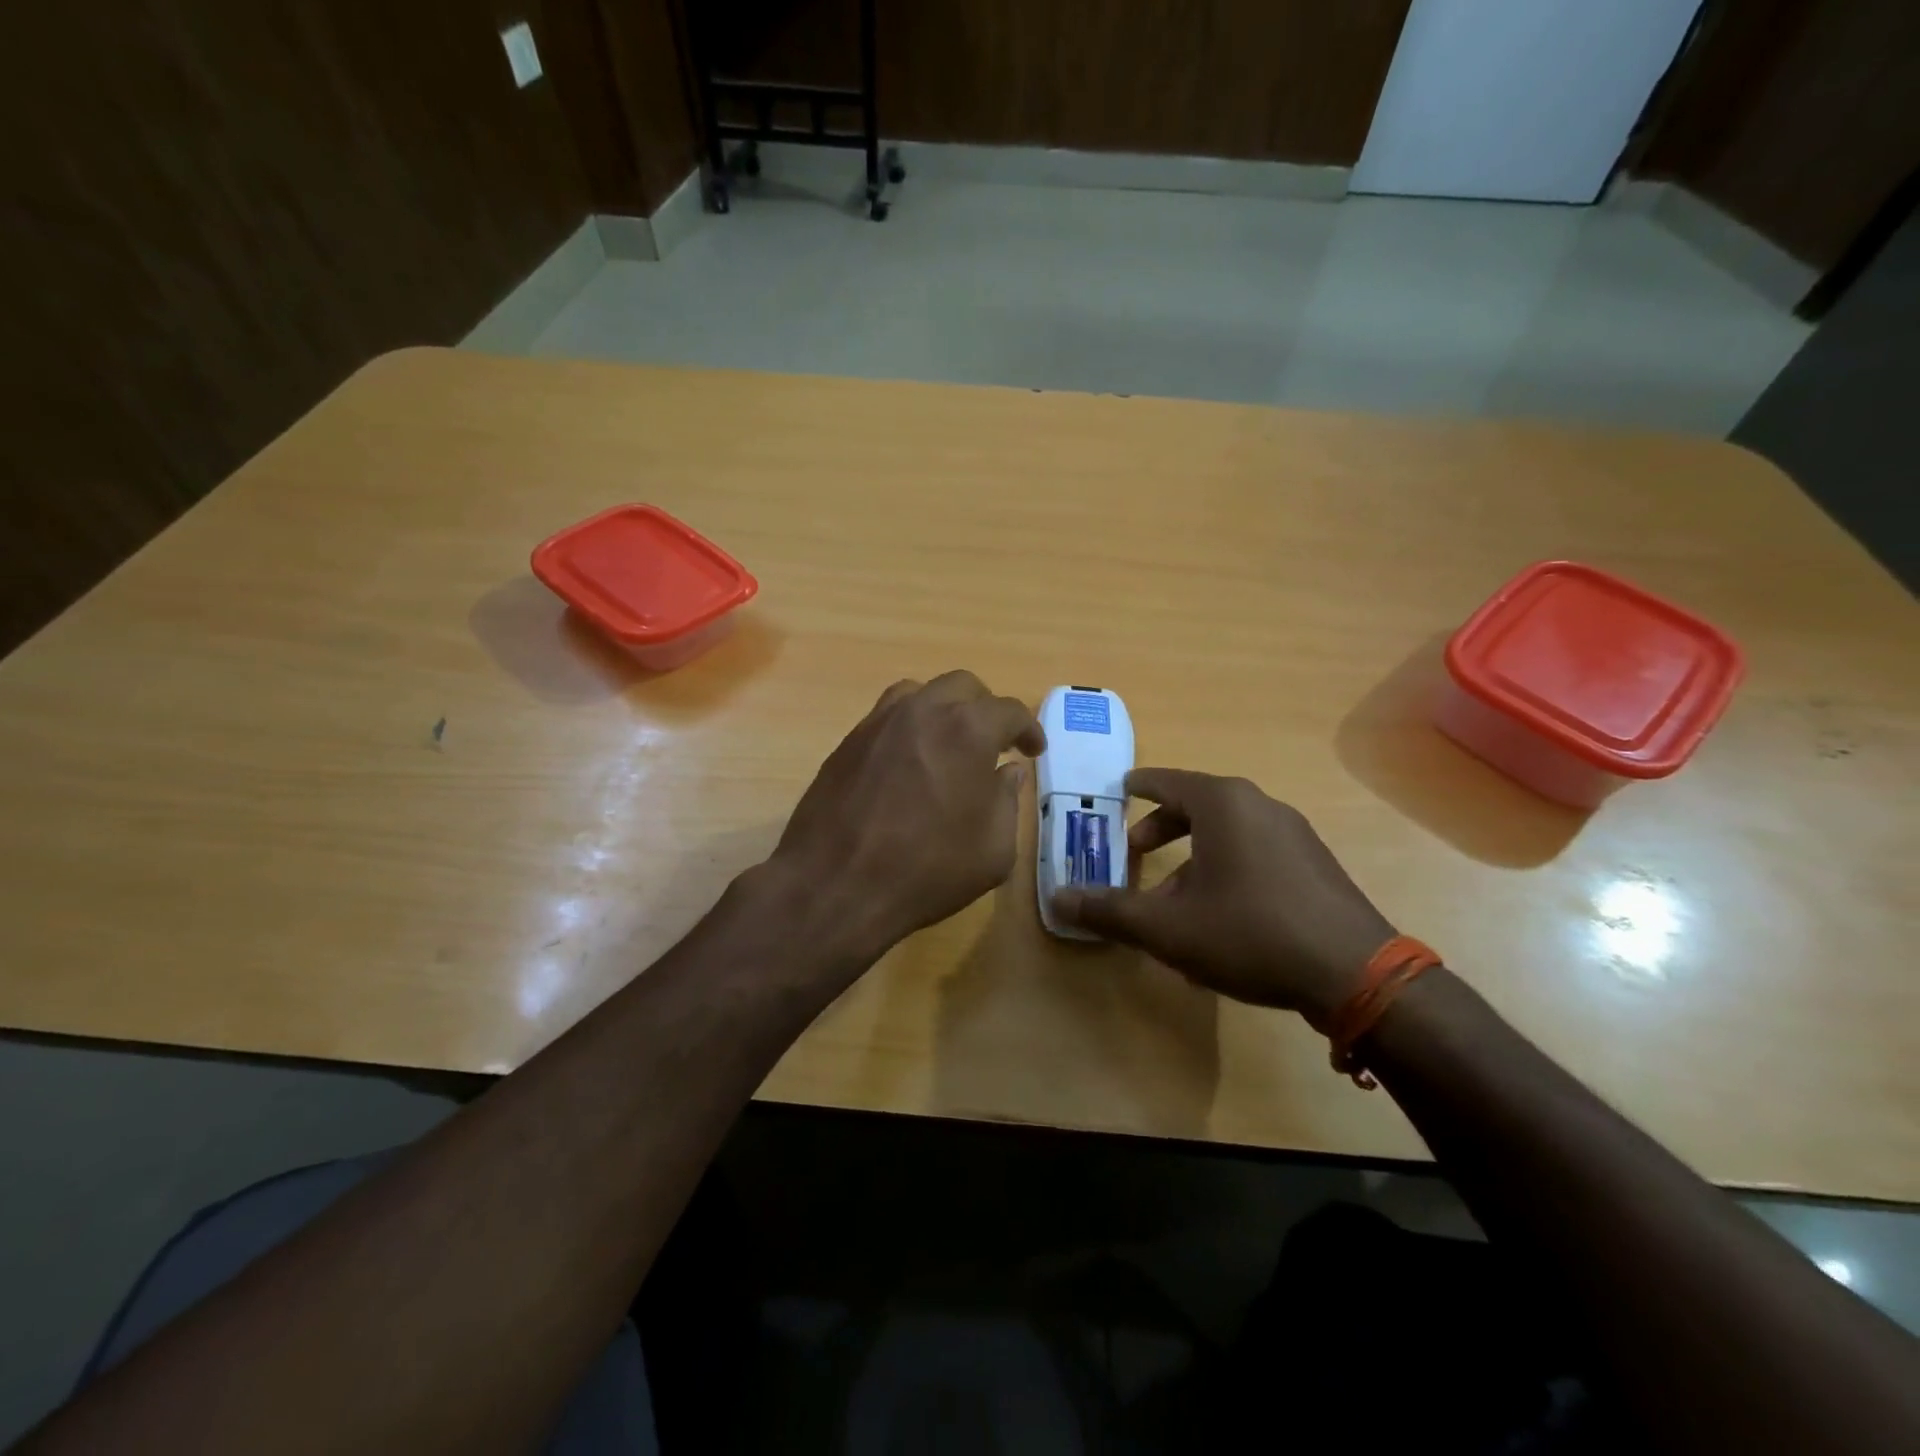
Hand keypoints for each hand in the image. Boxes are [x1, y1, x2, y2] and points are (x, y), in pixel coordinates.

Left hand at [768, 671, 1045, 962]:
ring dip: (944, 709)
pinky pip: (887, 716)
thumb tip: (1008, 772)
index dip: (1029, 729)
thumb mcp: (993, 849)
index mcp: (968, 730)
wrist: (836, 885)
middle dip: (986, 709)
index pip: (1010, 711)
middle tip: (995, 743)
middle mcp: (923, 711)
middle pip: (964, 687)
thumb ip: (1007, 801)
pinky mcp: (849, 741)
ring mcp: (880, 722)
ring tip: (949, 743)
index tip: (1034, 750)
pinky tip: (910, 761)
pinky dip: (909, 726)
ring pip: (920, 693)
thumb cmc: (928, 870)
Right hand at [1050, 769, 1395, 1023]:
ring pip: (1228, 832)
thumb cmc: (1249, 933)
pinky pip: (1257, 851)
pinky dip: (1227, 867)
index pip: (1166, 781)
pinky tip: (1221, 915)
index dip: (1138, 786)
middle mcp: (1259, 805)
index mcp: (1222, 803)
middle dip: (1162, 826)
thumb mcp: (1167, 927)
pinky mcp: (1315, 862)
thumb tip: (1058, 898)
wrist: (1354, 972)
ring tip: (1174, 897)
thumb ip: (1109, 910)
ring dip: (1194, 854)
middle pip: (1198, 805)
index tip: (1120, 788)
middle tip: (1135, 849)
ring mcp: (1294, 832)